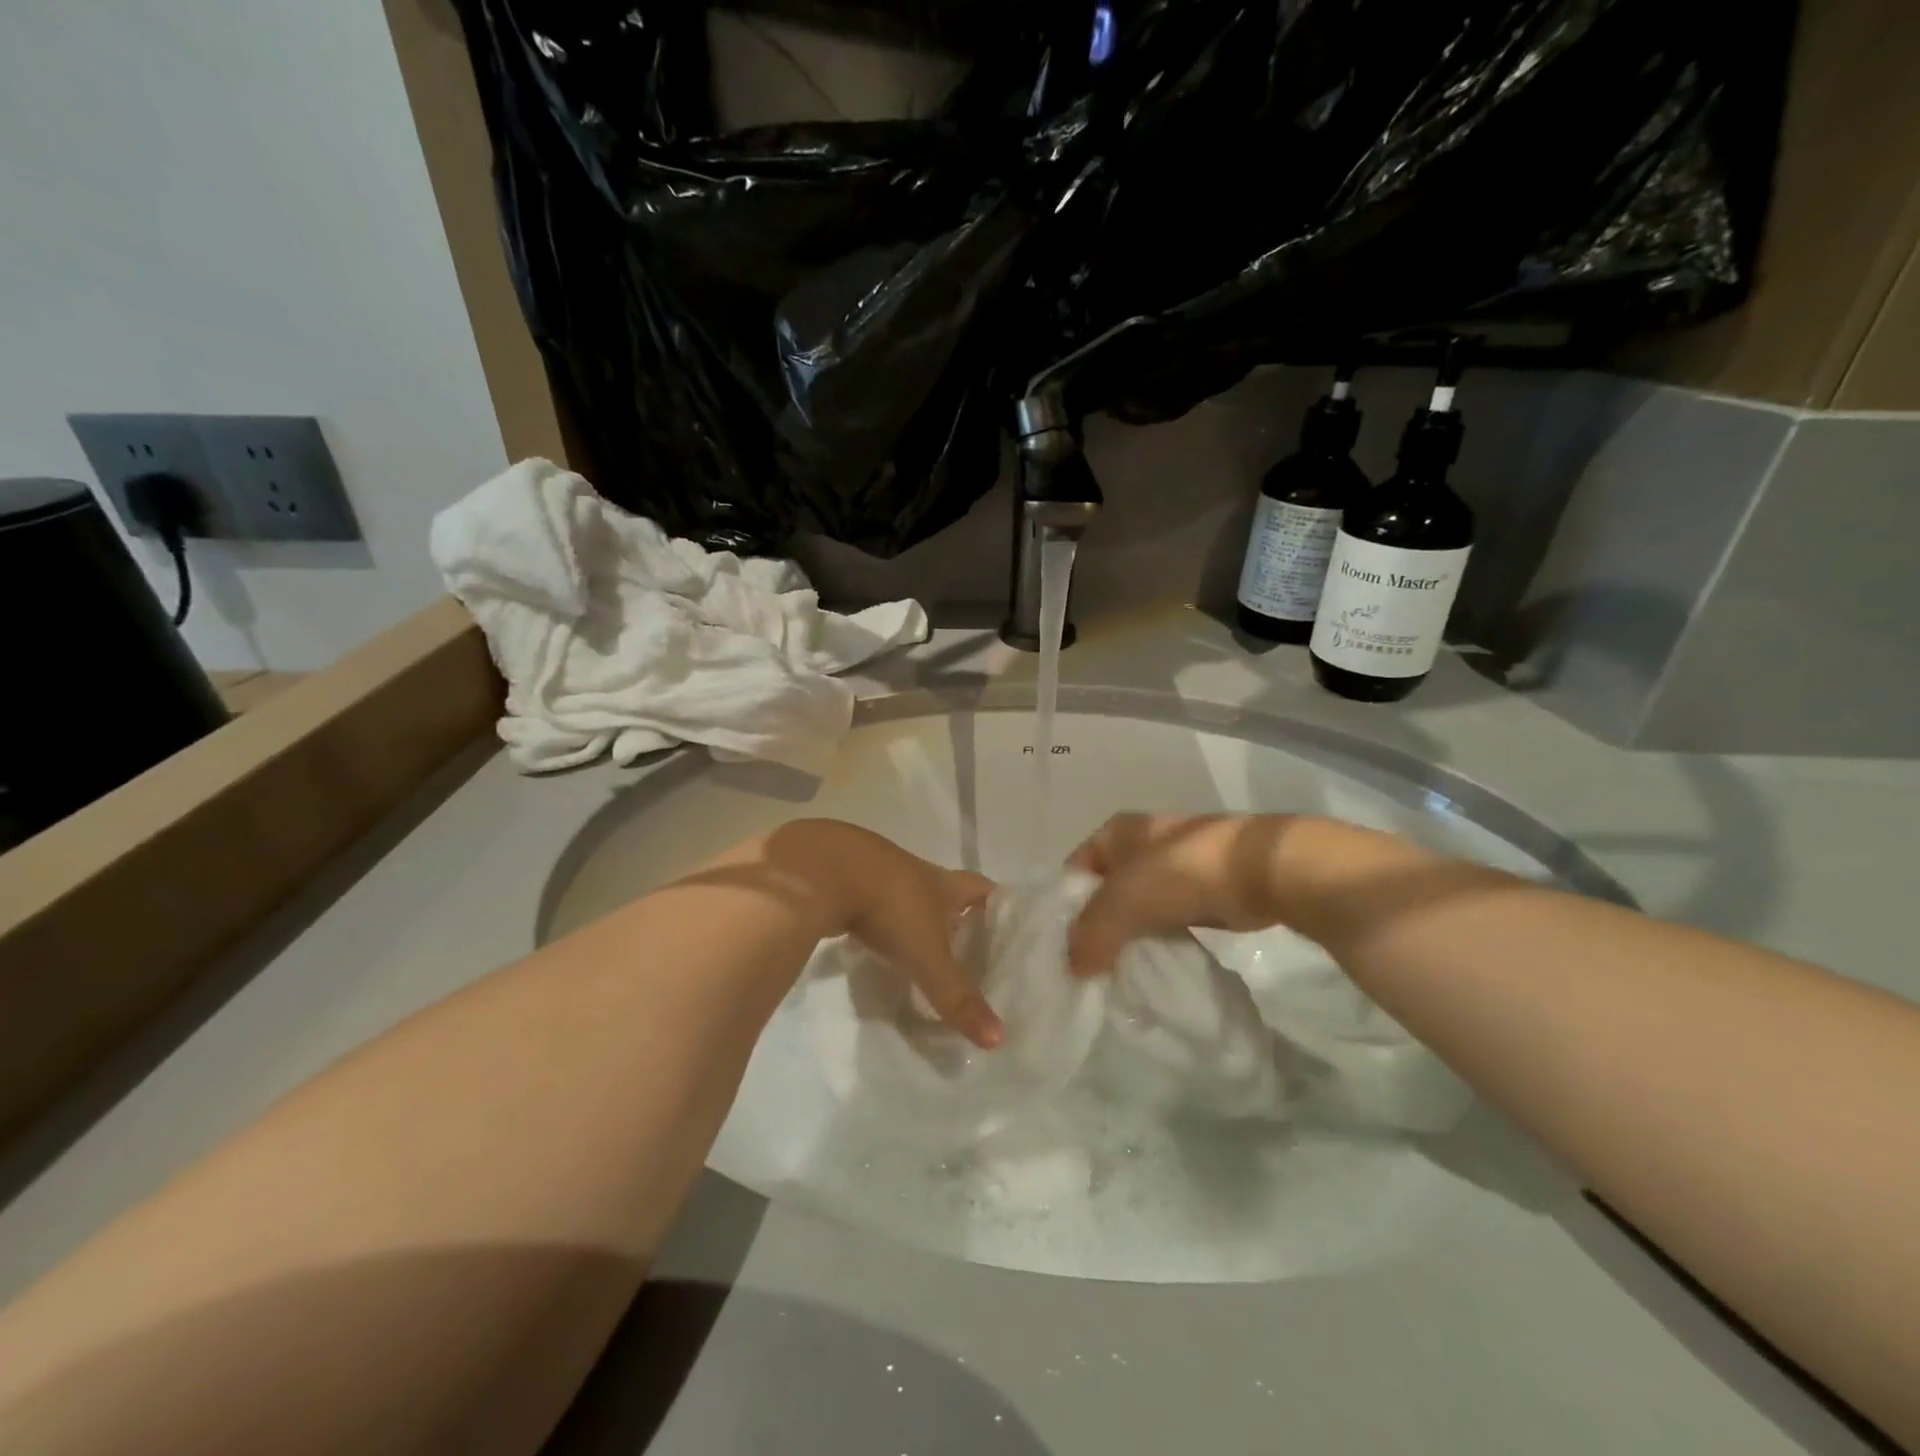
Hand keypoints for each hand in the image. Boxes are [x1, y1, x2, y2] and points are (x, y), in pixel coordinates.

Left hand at [766, 820, 1001, 1047]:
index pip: (983, 888)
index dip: (998, 905)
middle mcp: (916, 874)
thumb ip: (957, 997)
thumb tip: (999, 1039)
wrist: (823, 870)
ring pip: (908, 900)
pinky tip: (877, 948)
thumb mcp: (927, 955)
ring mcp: (879, 875)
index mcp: (944, 883)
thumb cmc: (890, 905)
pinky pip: (873, 907)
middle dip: (958, 919)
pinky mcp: (847, 884)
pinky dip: (880, 926)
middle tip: (970, 953)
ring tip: (925, 955)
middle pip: (946, 893)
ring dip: (917, 923)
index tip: (1009, 928)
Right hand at [1066, 813, 1294, 975]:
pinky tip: (1156, 964)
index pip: (1075, 868)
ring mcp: (1176, 865)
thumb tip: (1073, 968)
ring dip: (1130, 934)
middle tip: (1088, 966)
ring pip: (1138, 906)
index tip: (1062, 946)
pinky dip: (1162, 939)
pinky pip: (1169, 918)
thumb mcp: (1121, 901)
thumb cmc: (1181, 873)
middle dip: (1098, 924)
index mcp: (1116, 830)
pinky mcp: (1204, 890)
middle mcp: (1142, 842)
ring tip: (1119, 970)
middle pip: (1106, 889)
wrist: (1261, 871)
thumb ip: (1090, 934)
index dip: (1065, 905)